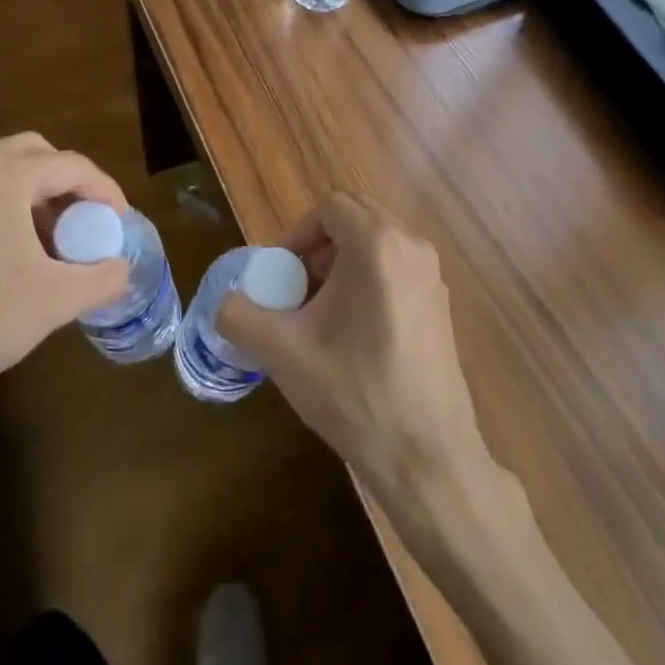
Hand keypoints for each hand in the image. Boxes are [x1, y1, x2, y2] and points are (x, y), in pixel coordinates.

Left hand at [0, 133, 129, 486]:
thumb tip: (121, 268)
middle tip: (87, 223)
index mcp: (0, 175)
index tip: (121, 221)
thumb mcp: (57, 300)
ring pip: (2, 168)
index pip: (70, 165)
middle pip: (35, 154)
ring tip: (54, 239)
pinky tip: (13, 249)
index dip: (104, 190)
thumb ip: (104, 277)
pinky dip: (4, 203)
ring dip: (36, 193)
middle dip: (68, 184)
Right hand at [217, 193, 491, 496]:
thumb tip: (223, 302)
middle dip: (320, 247)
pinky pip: (398, 269)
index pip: (330, 208)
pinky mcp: (442, 305)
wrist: (426, 457)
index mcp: (377, 244)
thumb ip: (239, 316)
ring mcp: (433, 276)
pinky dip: (370, 281)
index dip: (298, 234)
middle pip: (356, 219)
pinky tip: (355, 334)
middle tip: (298, 290)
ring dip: (344, 264)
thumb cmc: (354, 392)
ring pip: (378, 244)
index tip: (282, 275)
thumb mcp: (282, 352)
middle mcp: (412, 246)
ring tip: (322, 315)